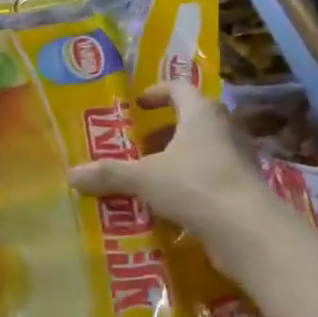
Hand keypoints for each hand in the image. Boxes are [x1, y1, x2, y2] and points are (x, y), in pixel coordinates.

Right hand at [67, 82, 269, 243]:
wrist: (245, 228)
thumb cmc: (194, 185)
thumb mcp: (144, 178)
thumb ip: (110, 174)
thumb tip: (72, 174)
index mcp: (201, 114)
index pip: (179, 88)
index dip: (157, 93)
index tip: (138, 104)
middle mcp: (224, 129)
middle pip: (192, 120)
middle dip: (164, 132)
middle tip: (139, 145)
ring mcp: (237, 160)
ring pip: (203, 151)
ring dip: (177, 160)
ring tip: (150, 177)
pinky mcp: (242, 189)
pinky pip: (210, 179)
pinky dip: (190, 186)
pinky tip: (170, 205)